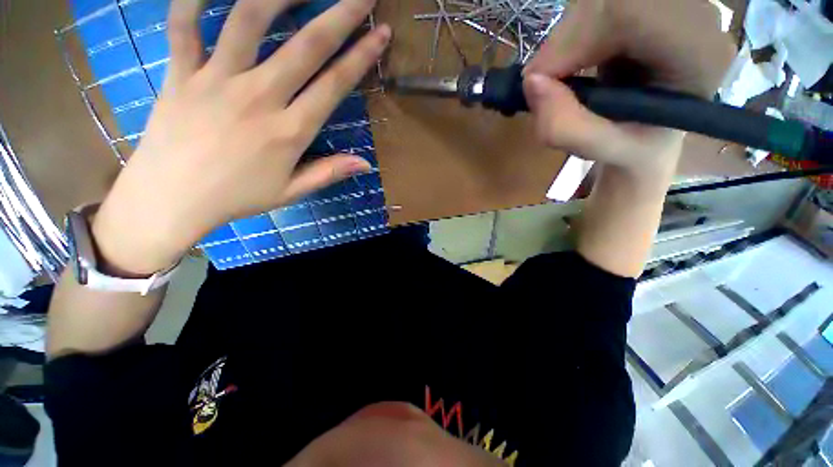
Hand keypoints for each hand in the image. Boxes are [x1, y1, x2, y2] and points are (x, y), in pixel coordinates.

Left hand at [92, 0, 390, 274]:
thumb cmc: (237, 197)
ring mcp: (216, 80)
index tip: (379, 32)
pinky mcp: (180, 74)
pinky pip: (183, 25)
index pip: (334, 85)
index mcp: (289, 131)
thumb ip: (329, 173)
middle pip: (305, 46)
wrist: (172, 200)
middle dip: (339, 14)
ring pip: (247, 20)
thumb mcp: (291, 192)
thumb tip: (366, 163)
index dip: (360, 56)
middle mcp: (258, 97)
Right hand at [523, 0, 734, 177]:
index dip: (573, 39)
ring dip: (566, 37)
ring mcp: (673, 4)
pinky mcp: (650, 3)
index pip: (630, 12)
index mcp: (698, 55)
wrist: (655, 132)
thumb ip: (566, 128)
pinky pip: (597, 3)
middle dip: (564, 40)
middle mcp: (695, 16)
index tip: (539, 80)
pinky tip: (576, 58)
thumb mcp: (602, 151)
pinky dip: (572, 31)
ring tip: (563, 75)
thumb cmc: (637, 147)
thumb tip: (530, 83)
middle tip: (544, 82)